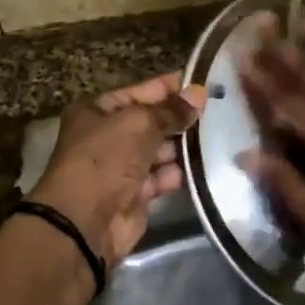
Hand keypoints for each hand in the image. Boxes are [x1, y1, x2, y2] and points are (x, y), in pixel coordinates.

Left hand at [29, 72, 207, 266]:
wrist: (85, 221)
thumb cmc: (105, 159)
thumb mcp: (139, 123)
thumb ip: (171, 111)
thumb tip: (198, 93)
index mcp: (97, 111)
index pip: (140, 91)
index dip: (170, 87)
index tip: (204, 82)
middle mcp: (107, 136)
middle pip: (151, 121)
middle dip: (180, 118)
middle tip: (219, 111)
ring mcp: (121, 167)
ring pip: (159, 150)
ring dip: (183, 145)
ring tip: (219, 136)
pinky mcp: (135, 195)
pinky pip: (162, 177)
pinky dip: (178, 173)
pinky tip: (204, 165)